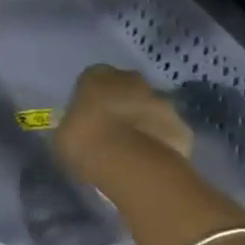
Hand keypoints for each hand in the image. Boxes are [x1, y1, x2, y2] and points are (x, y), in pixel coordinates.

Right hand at [54, 64, 193, 182]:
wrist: (132, 166)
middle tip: (109, 130)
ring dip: (141, 121)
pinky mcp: (182, 127)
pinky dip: (160, 142)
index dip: (90, 96)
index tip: (86, 116)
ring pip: (149, 108)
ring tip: (130, 150)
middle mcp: (131, 81)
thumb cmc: (86, 143)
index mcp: (97, 77)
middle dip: (120, 103)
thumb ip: (72, 125)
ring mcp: (161, 102)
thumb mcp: (63, 135)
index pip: (91, 77)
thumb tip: (76, 129)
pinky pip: (167, 132)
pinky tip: (149, 161)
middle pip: (125, 87)